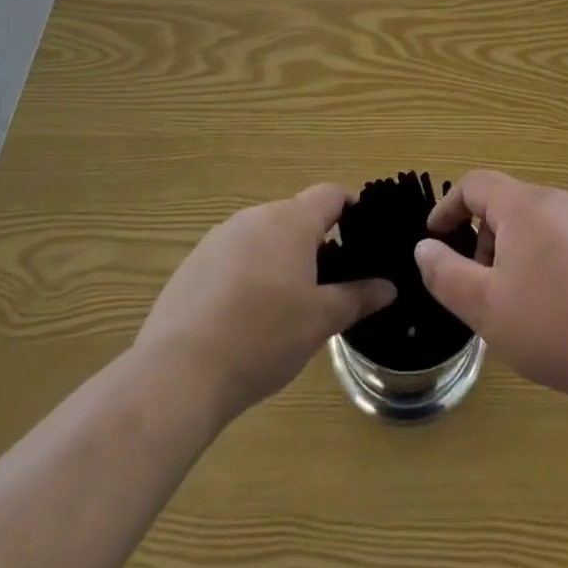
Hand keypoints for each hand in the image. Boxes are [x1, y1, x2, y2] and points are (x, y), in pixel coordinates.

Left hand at [136, 184, 394, 422]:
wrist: (178, 373)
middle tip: (330, 284)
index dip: (352, 209)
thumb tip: (389, 286)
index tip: (365, 235)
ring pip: (263, 238)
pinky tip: (245, 318)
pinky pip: (233, 258)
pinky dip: (247, 276)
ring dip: (280, 259)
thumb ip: (358, 297)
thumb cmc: (263, 336)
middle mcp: (255, 217)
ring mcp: (218, 238)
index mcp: (291, 220)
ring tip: (286, 305)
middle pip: (296, 217)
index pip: (331, 194)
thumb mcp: (321, 321)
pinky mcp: (192, 264)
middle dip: (315, 243)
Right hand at [413, 170, 567, 405]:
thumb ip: (446, 273)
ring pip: (535, 225)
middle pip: (506, 204)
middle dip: (481, 238)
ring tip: (512, 303)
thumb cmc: (553, 325)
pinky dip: (541, 262)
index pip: (476, 184)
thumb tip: (425, 247)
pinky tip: (551, 310)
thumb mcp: (484, 306)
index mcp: (525, 205)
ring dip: (511, 253)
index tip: (433, 238)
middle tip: (475, 286)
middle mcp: (558, 202)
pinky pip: (561, 241)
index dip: (448, 207)